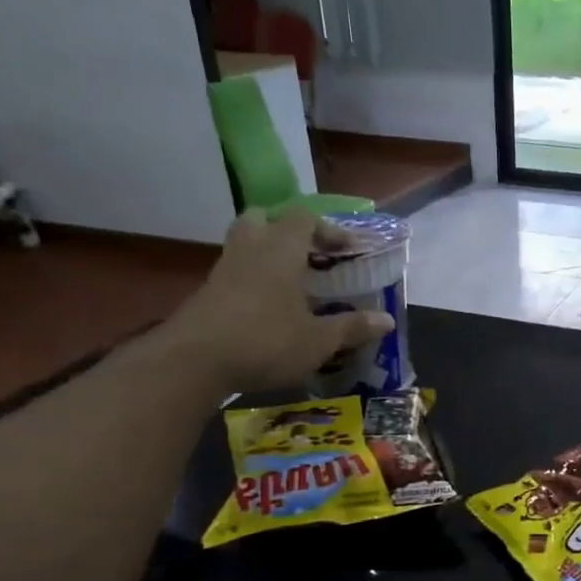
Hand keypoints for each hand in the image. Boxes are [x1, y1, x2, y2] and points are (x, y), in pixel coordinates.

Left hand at [169, 209, 393, 391]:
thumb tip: (387, 320)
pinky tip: (268, 310)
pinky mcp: (207, 295)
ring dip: (268, 256)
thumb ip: (352, 327)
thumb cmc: (266, 341)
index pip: (304, 219)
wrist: (193, 362)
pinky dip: (253, 282)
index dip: (329, 230)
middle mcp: (250, 250)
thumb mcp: (319, 340)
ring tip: (292, 284)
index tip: (348, 250)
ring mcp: (224, 271)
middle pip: (263, 219)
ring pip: (245, 245)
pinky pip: (235, 274)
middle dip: (287, 231)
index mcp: (281, 251)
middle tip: (309, 256)